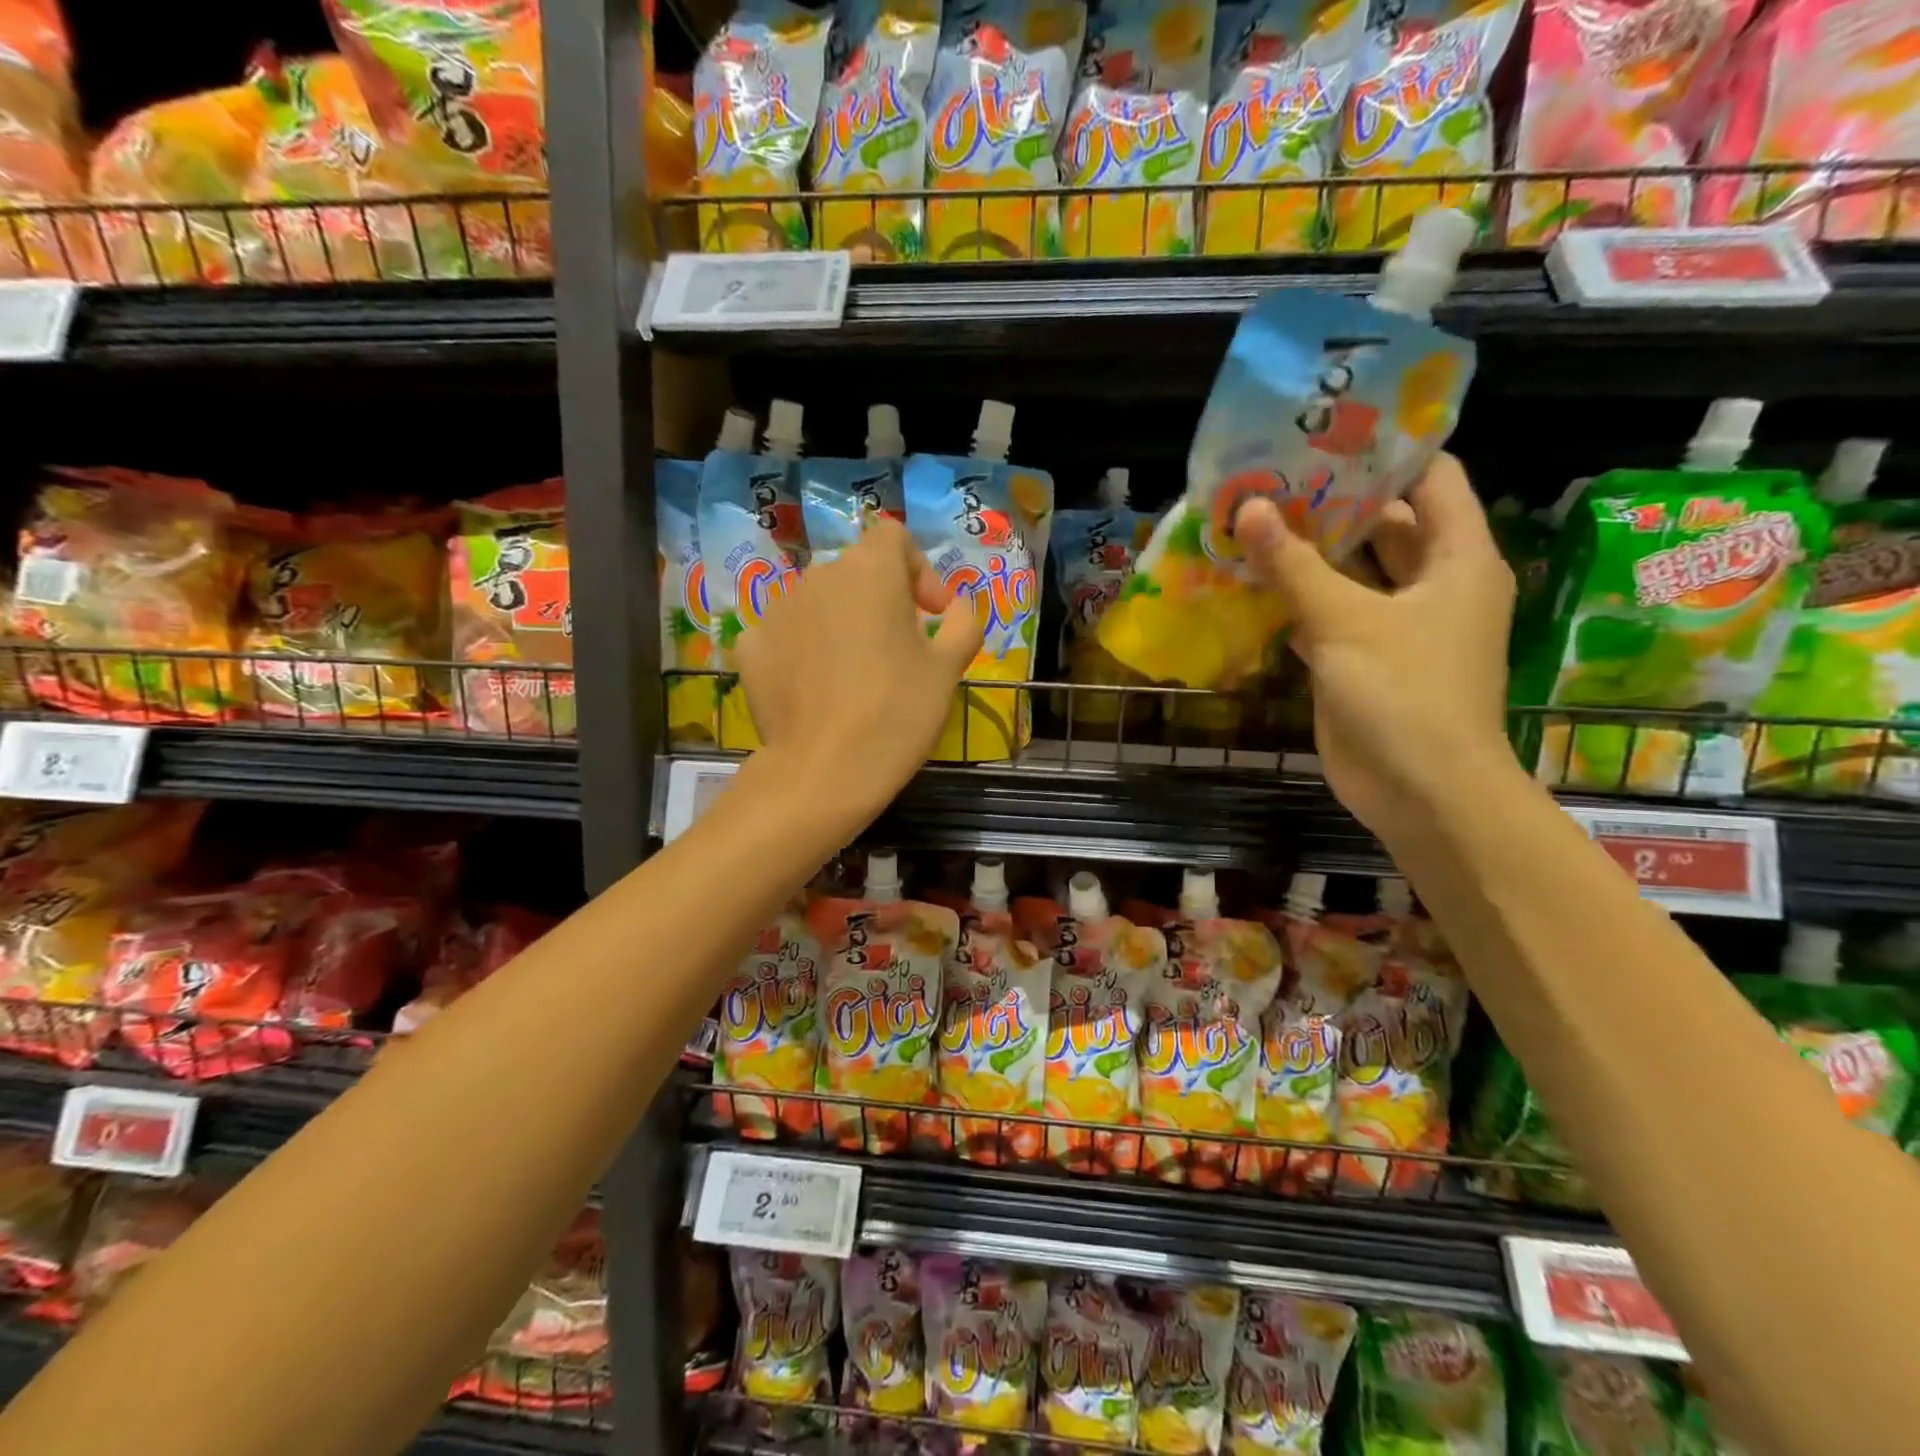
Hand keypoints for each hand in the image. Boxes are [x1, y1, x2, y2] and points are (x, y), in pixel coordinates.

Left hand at [735, 517, 983, 820]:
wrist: (824, 771)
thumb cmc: (898, 712)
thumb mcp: (949, 668)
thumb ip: (963, 621)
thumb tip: (955, 606)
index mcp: (870, 570)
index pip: (893, 537)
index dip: (918, 569)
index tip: (931, 614)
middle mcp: (818, 576)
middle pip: (856, 571)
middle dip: (881, 600)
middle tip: (898, 650)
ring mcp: (777, 609)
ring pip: (819, 602)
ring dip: (841, 623)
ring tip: (854, 674)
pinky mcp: (750, 645)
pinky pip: (785, 633)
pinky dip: (803, 649)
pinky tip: (814, 688)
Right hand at [1234, 454, 1516, 838]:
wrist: (1421, 791)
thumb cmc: (1404, 693)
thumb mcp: (1347, 621)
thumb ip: (1294, 565)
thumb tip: (1250, 507)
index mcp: (1457, 557)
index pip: (1429, 478)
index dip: (1384, 451)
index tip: (1326, 431)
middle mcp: (1433, 582)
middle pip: (1385, 522)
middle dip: (1332, 500)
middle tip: (1271, 473)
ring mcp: (1397, 623)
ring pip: (1352, 571)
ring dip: (1308, 551)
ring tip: (1253, 517)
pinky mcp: (1363, 658)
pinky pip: (1329, 613)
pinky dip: (1297, 598)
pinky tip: (1251, 580)